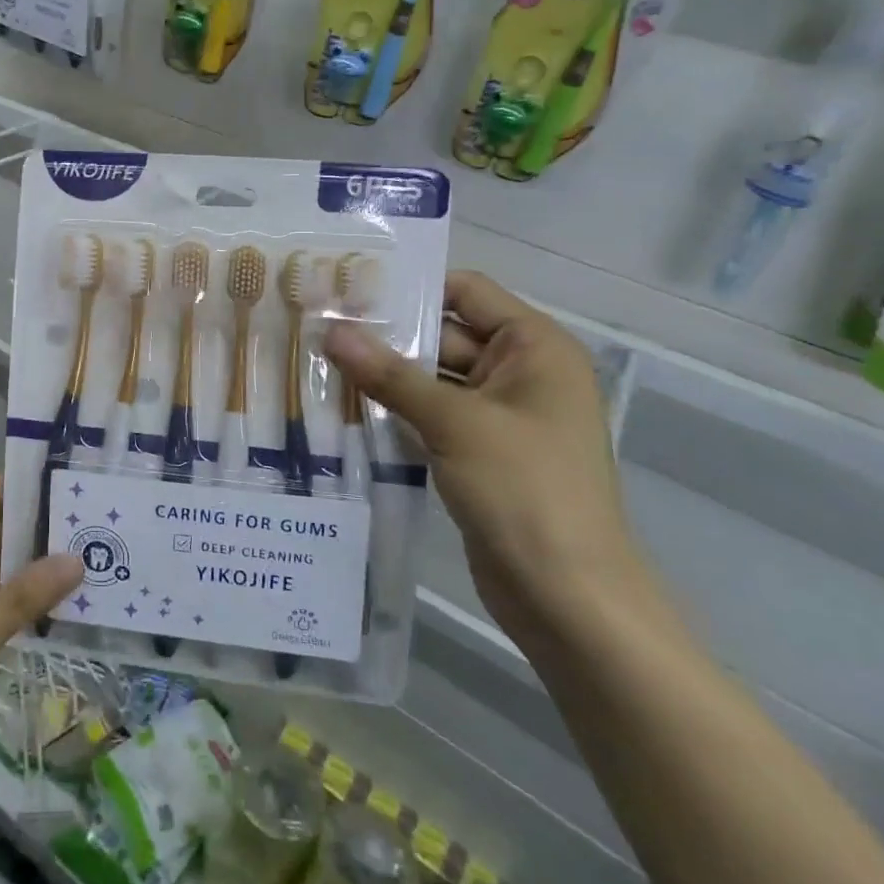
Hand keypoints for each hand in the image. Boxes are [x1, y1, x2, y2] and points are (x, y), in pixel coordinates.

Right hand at [324, 271, 656, 648]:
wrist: (567, 597)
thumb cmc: (525, 491)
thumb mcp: (455, 423)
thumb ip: (390, 374)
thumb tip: (331, 330)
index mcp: (534, 348)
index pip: (466, 292)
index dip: (411, 286)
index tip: (348, 286)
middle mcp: (519, 373)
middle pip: (444, 334)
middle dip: (385, 334)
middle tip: (317, 325)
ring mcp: (498, 416)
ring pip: (431, 379)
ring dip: (383, 375)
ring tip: (316, 361)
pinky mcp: (477, 453)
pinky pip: (430, 416)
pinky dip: (393, 411)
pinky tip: (342, 407)